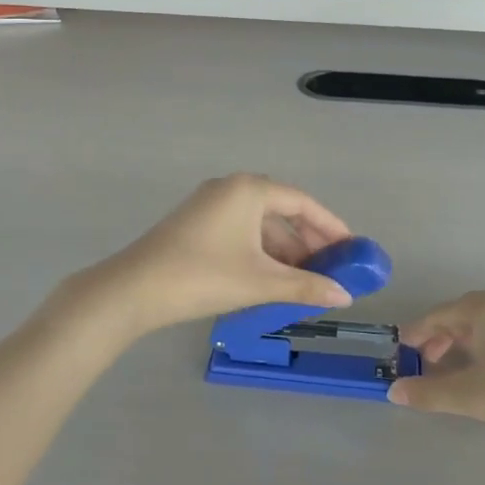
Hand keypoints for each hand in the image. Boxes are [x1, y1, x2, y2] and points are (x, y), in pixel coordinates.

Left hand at [65, 175, 354, 338]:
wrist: (132, 290)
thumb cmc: (203, 277)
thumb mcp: (260, 282)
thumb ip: (306, 286)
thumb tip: (346, 296)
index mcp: (249, 190)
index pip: (302, 203)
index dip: (331, 226)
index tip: (352, 249)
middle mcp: (230, 188)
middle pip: (282, 210)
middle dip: (308, 240)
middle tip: (332, 266)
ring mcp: (209, 204)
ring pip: (259, 223)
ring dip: (284, 249)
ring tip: (304, 279)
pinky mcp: (195, 223)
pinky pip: (241, 231)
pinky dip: (261, 251)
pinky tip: (271, 277)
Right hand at [387, 290, 484, 442]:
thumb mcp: (470, 396)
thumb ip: (429, 393)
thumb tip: (394, 391)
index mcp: (483, 307)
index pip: (439, 315)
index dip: (418, 333)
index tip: (404, 350)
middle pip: (465, 313)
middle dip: (444, 335)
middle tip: (430, 362)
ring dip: (473, 333)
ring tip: (464, 357)